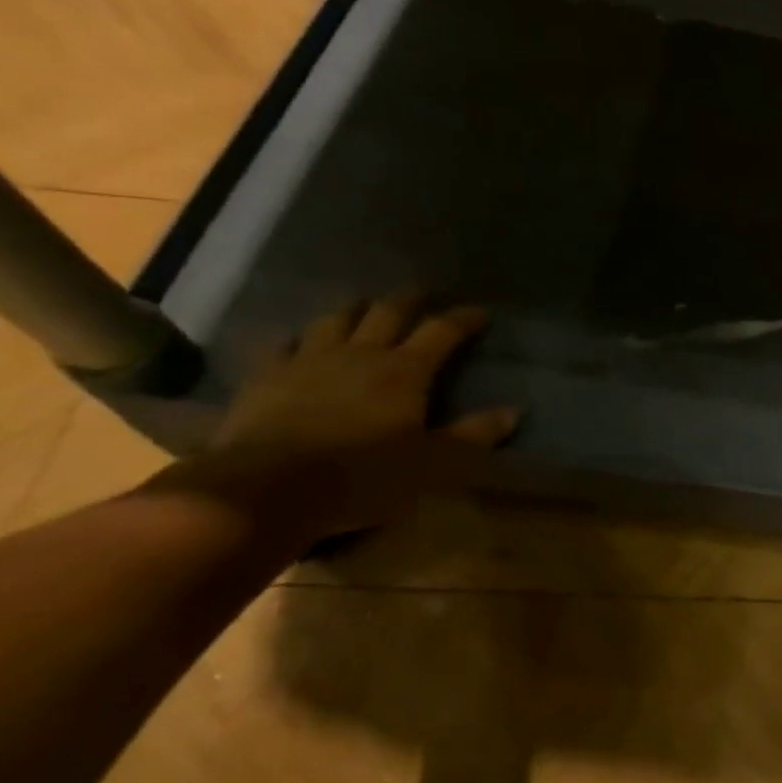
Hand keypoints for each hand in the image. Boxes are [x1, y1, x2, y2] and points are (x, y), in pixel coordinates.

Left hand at [151, 294, 520, 540]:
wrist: (268, 488)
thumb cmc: (363, 476)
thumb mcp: (433, 464)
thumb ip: (473, 436)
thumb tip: (516, 412)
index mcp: (405, 371)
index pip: (442, 332)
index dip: (463, 319)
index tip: (480, 312)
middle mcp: (361, 354)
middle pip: (388, 313)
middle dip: (410, 300)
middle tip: (423, 294)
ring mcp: (308, 360)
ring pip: (336, 320)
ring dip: (355, 310)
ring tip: (364, 307)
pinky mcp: (265, 377)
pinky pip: (282, 345)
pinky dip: (297, 338)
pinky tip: (298, 341)